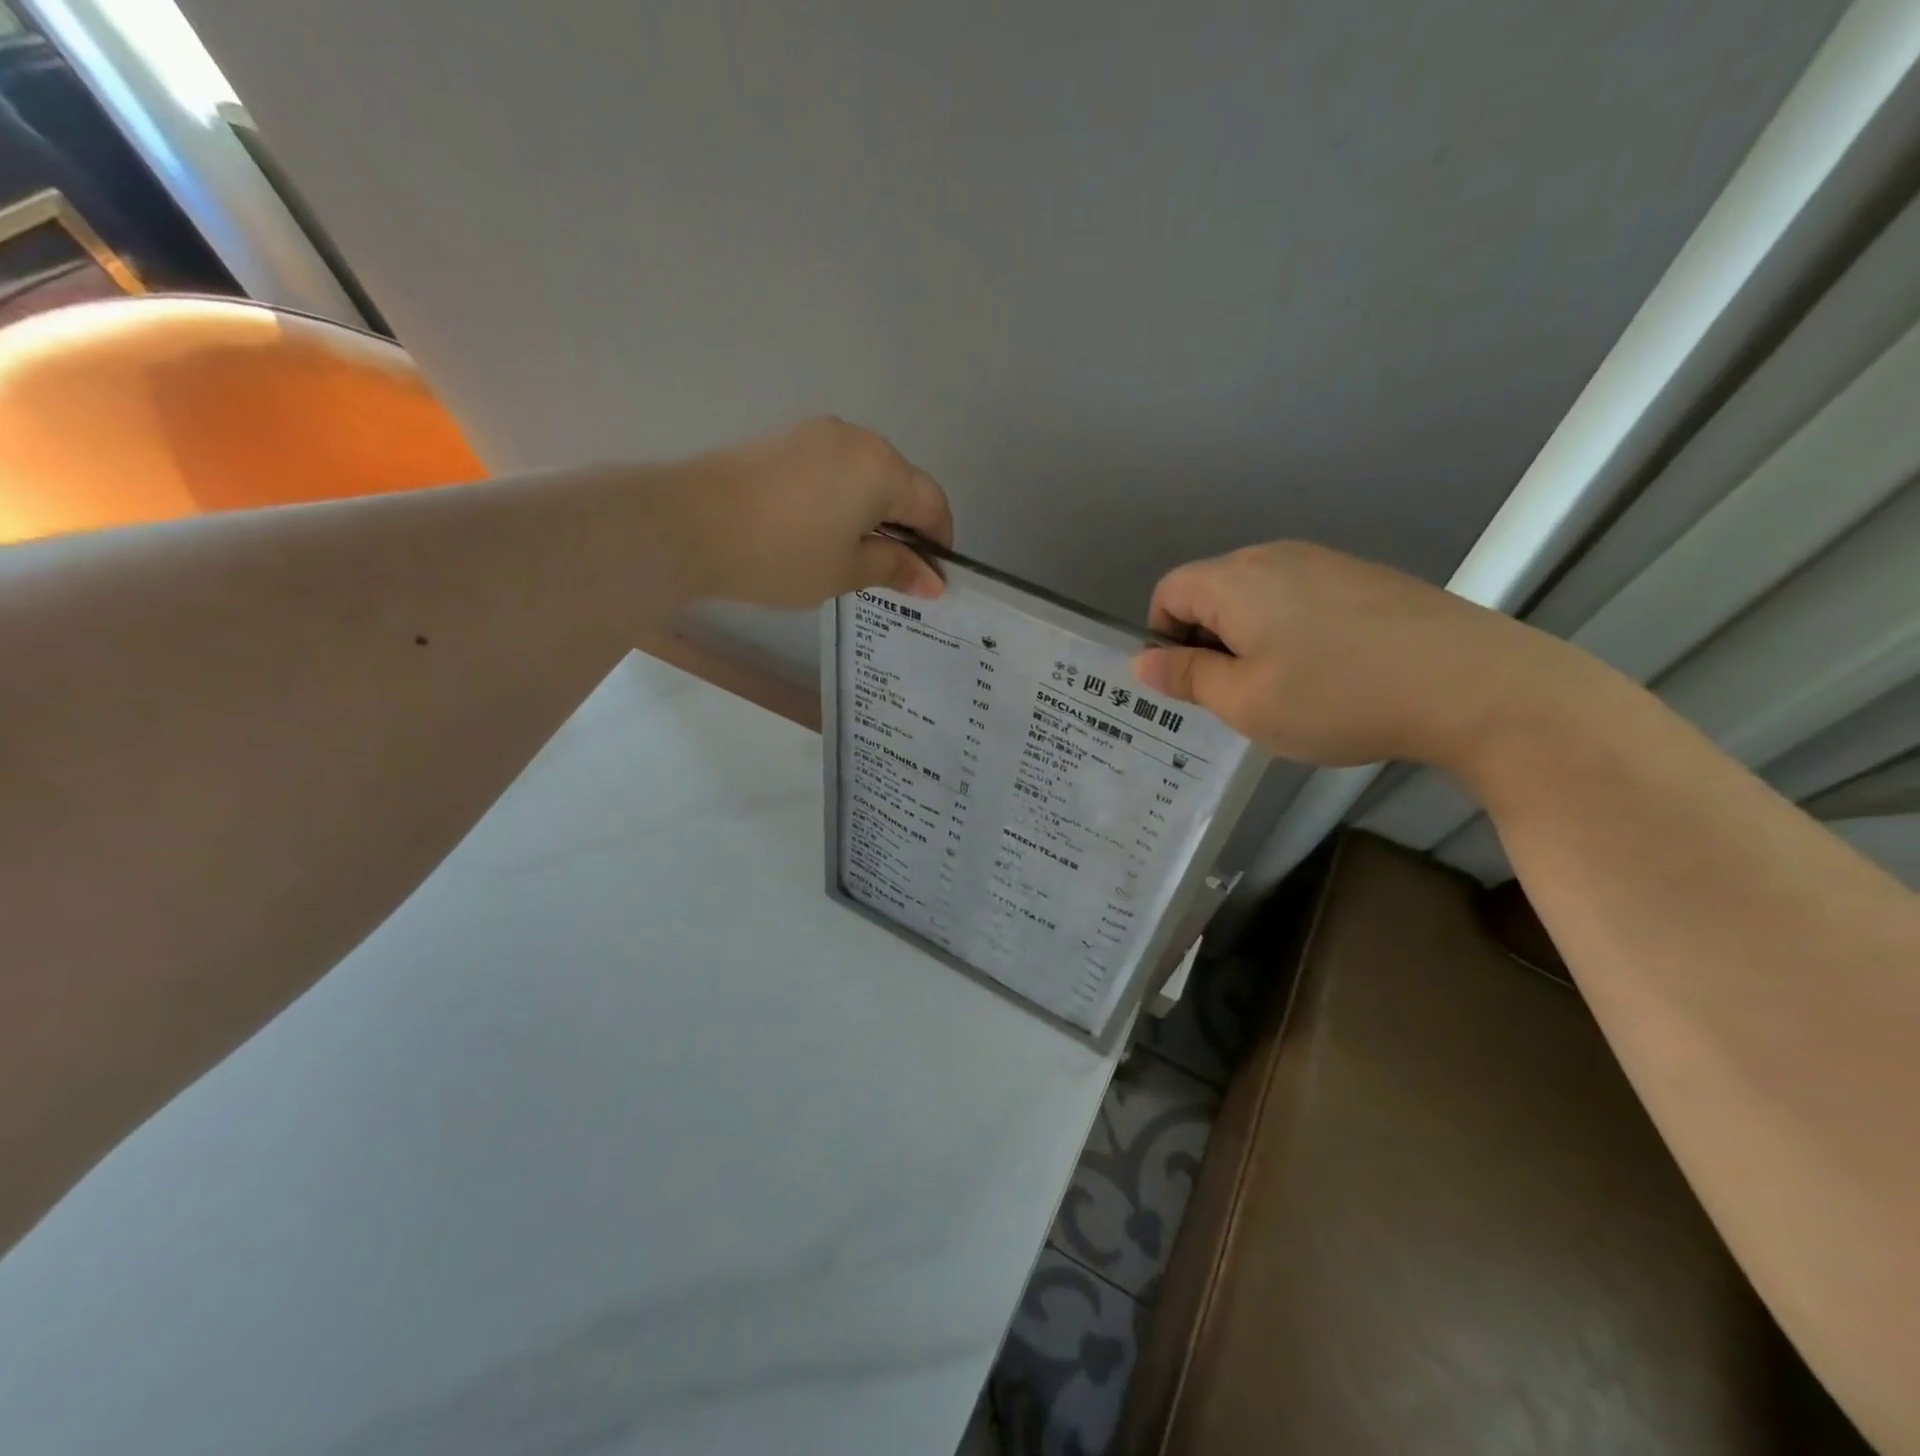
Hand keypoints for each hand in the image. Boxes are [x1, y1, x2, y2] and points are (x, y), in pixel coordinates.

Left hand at [676, 416, 952, 608]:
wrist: (688, 524)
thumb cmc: (781, 555)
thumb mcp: (845, 572)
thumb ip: (895, 569)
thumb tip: (933, 580)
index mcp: (882, 469)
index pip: (932, 504)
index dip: (939, 543)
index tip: (930, 578)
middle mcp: (856, 439)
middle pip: (901, 483)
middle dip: (906, 527)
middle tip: (893, 571)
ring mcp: (817, 433)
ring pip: (866, 474)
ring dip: (874, 511)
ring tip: (854, 553)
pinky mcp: (785, 439)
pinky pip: (834, 468)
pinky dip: (843, 497)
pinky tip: (822, 529)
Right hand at [1133, 541, 1577, 769]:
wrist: (1476, 686)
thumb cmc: (1339, 697)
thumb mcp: (1246, 703)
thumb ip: (1187, 678)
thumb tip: (1142, 662)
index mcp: (1236, 581)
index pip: (1169, 591)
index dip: (1164, 637)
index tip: (1193, 683)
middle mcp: (1276, 556)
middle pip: (1213, 589)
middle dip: (1208, 640)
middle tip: (1238, 694)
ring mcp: (1328, 562)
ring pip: (1259, 596)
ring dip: (1251, 638)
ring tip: (1287, 688)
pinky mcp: (1367, 578)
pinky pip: (1303, 598)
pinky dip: (1294, 632)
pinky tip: (1333, 672)